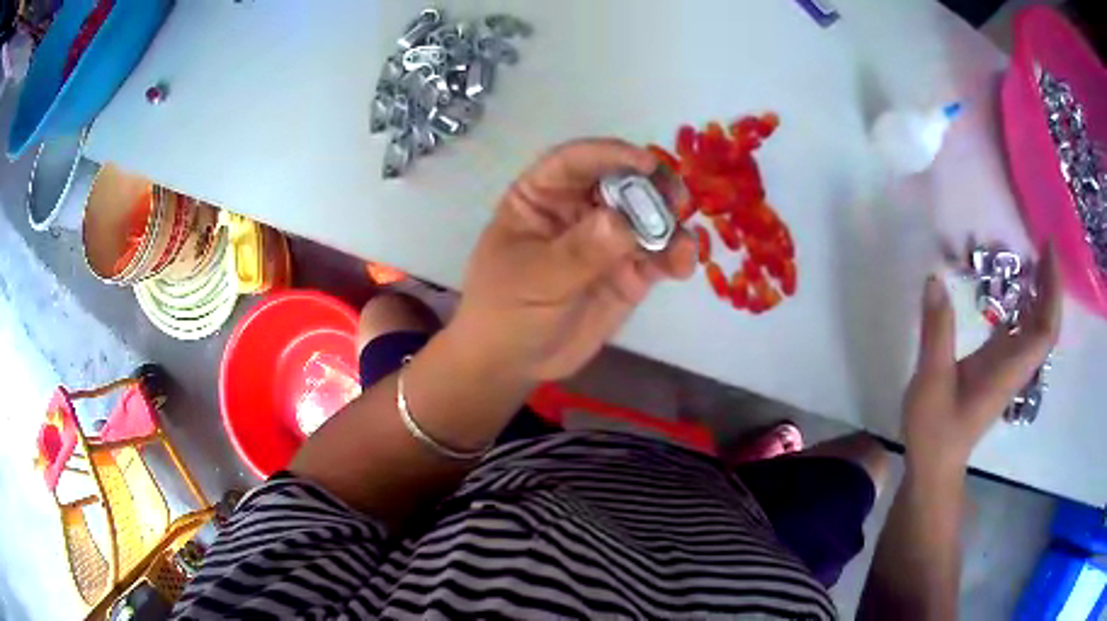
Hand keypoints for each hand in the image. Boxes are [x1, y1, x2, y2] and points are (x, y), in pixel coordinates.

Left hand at [449, 138, 696, 381]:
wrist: (516, 361)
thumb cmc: (507, 311)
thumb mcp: (535, 279)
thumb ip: (580, 251)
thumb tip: (622, 223)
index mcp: (541, 196)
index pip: (574, 161)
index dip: (609, 154)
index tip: (644, 163)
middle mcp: (578, 209)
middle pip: (621, 181)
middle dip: (651, 187)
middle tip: (676, 200)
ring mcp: (607, 239)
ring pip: (647, 216)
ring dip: (670, 223)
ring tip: (680, 247)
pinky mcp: (628, 270)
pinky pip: (658, 254)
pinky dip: (675, 255)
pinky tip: (681, 266)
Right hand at [901, 247, 1062, 477]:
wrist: (935, 466)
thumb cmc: (936, 430)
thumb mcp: (932, 380)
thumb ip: (937, 331)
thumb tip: (935, 279)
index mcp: (1008, 368)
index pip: (1045, 329)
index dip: (1053, 290)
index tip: (1048, 251)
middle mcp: (1016, 365)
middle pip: (1047, 324)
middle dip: (1050, 284)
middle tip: (1041, 245)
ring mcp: (1008, 367)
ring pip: (1037, 327)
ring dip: (1040, 293)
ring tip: (1030, 257)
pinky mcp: (998, 368)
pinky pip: (1021, 331)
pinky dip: (1024, 305)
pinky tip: (1012, 287)